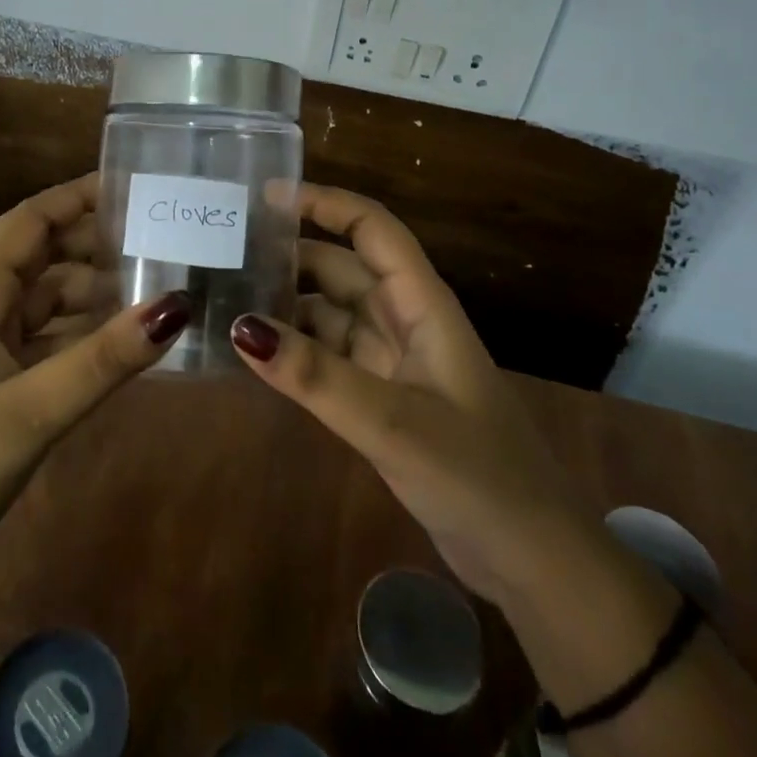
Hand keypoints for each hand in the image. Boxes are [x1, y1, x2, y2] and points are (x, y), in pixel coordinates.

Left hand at [0, 174, 188, 595]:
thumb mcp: (33, 412)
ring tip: (155, 284)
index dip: (76, 197)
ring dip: (91, 288)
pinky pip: (40, 332)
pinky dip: (77, 328)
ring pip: (43, 295)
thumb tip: (175, 307)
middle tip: (162, 239)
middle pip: (40, 253)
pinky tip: (118, 338)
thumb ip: (104, 358)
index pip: (28, 221)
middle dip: (95, 242)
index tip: (132, 187)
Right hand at [228, 184, 577, 603]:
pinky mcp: (383, 398)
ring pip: (332, 313)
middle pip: (342, 267)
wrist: (531, 560)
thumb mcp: (392, 422)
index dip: (324, 203)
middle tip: (225, 251)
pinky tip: (256, 355)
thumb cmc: (476, 474)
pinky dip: (297, 350)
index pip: (371, 229)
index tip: (266, 196)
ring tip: (225, 298)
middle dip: (290, 254)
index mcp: (421, 304)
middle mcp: (405, 320)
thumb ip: (316, 376)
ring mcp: (394, 361)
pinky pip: (330, 356)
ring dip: (287, 304)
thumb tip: (240, 326)